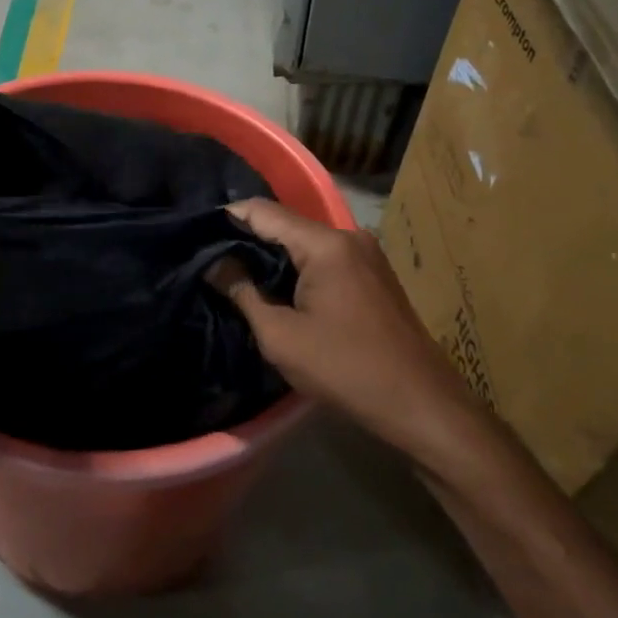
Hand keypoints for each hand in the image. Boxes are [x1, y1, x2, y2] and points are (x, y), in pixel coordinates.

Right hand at [213, 198, 487, 466]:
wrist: (423, 407)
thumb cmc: (346, 370)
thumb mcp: (280, 336)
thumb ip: (242, 292)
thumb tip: (213, 263)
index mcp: (325, 244)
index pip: (262, 211)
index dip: (225, 219)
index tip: (194, 236)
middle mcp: (347, 237)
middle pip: (283, 223)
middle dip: (245, 238)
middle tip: (207, 257)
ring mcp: (364, 254)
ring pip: (302, 241)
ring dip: (270, 255)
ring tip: (232, 273)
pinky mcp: (372, 275)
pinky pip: (321, 257)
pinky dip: (294, 266)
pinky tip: (274, 287)